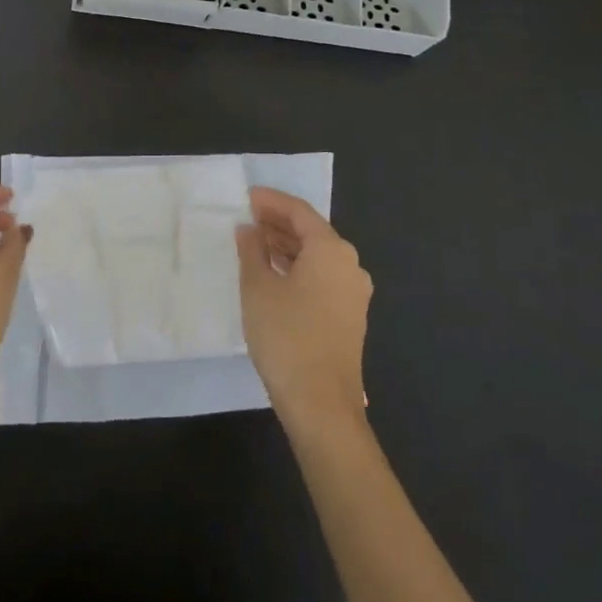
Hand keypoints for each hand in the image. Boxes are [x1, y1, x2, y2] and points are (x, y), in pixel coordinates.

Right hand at [237, 187, 371, 431]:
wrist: (321, 404)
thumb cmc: (286, 336)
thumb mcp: (258, 288)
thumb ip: (252, 251)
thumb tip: (249, 230)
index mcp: (331, 249)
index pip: (299, 211)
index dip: (271, 201)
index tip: (247, 197)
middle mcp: (350, 264)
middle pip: (312, 231)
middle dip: (279, 222)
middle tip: (248, 218)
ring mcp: (354, 292)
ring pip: (318, 255)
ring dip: (288, 246)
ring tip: (255, 243)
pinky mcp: (350, 315)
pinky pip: (323, 276)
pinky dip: (299, 267)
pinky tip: (275, 274)